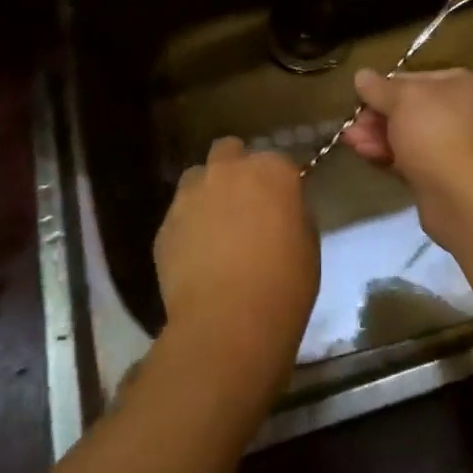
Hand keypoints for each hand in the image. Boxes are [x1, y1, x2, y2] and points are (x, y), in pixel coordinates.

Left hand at [154, 138, 318, 390]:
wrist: (228, 322)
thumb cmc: (284, 283)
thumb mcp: (308, 243)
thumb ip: (292, 214)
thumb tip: (280, 210)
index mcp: (272, 170)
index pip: (278, 161)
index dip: (278, 182)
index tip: (281, 205)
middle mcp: (228, 171)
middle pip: (228, 151)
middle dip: (235, 169)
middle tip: (244, 204)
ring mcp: (191, 194)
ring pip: (197, 178)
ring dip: (206, 192)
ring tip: (215, 228)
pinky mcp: (165, 224)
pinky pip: (179, 215)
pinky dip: (188, 227)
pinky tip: (196, 257)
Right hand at [341, 68, 472, 191]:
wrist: (466, 197)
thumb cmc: (438, 132)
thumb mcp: (403, 99)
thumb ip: (380, 88)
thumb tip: (361, 75)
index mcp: (465, 85)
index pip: (418, 79)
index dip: (386, 87)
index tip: (360, 97)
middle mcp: (467, 113)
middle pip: (413, 110)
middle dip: (378, 116)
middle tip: (352, 124)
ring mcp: (459, 148)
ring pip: (411, 137)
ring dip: (379, 136)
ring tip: (350, 141)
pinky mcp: (447, 178)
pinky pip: (414, 161)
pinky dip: (390, 156)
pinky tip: (365, 155)